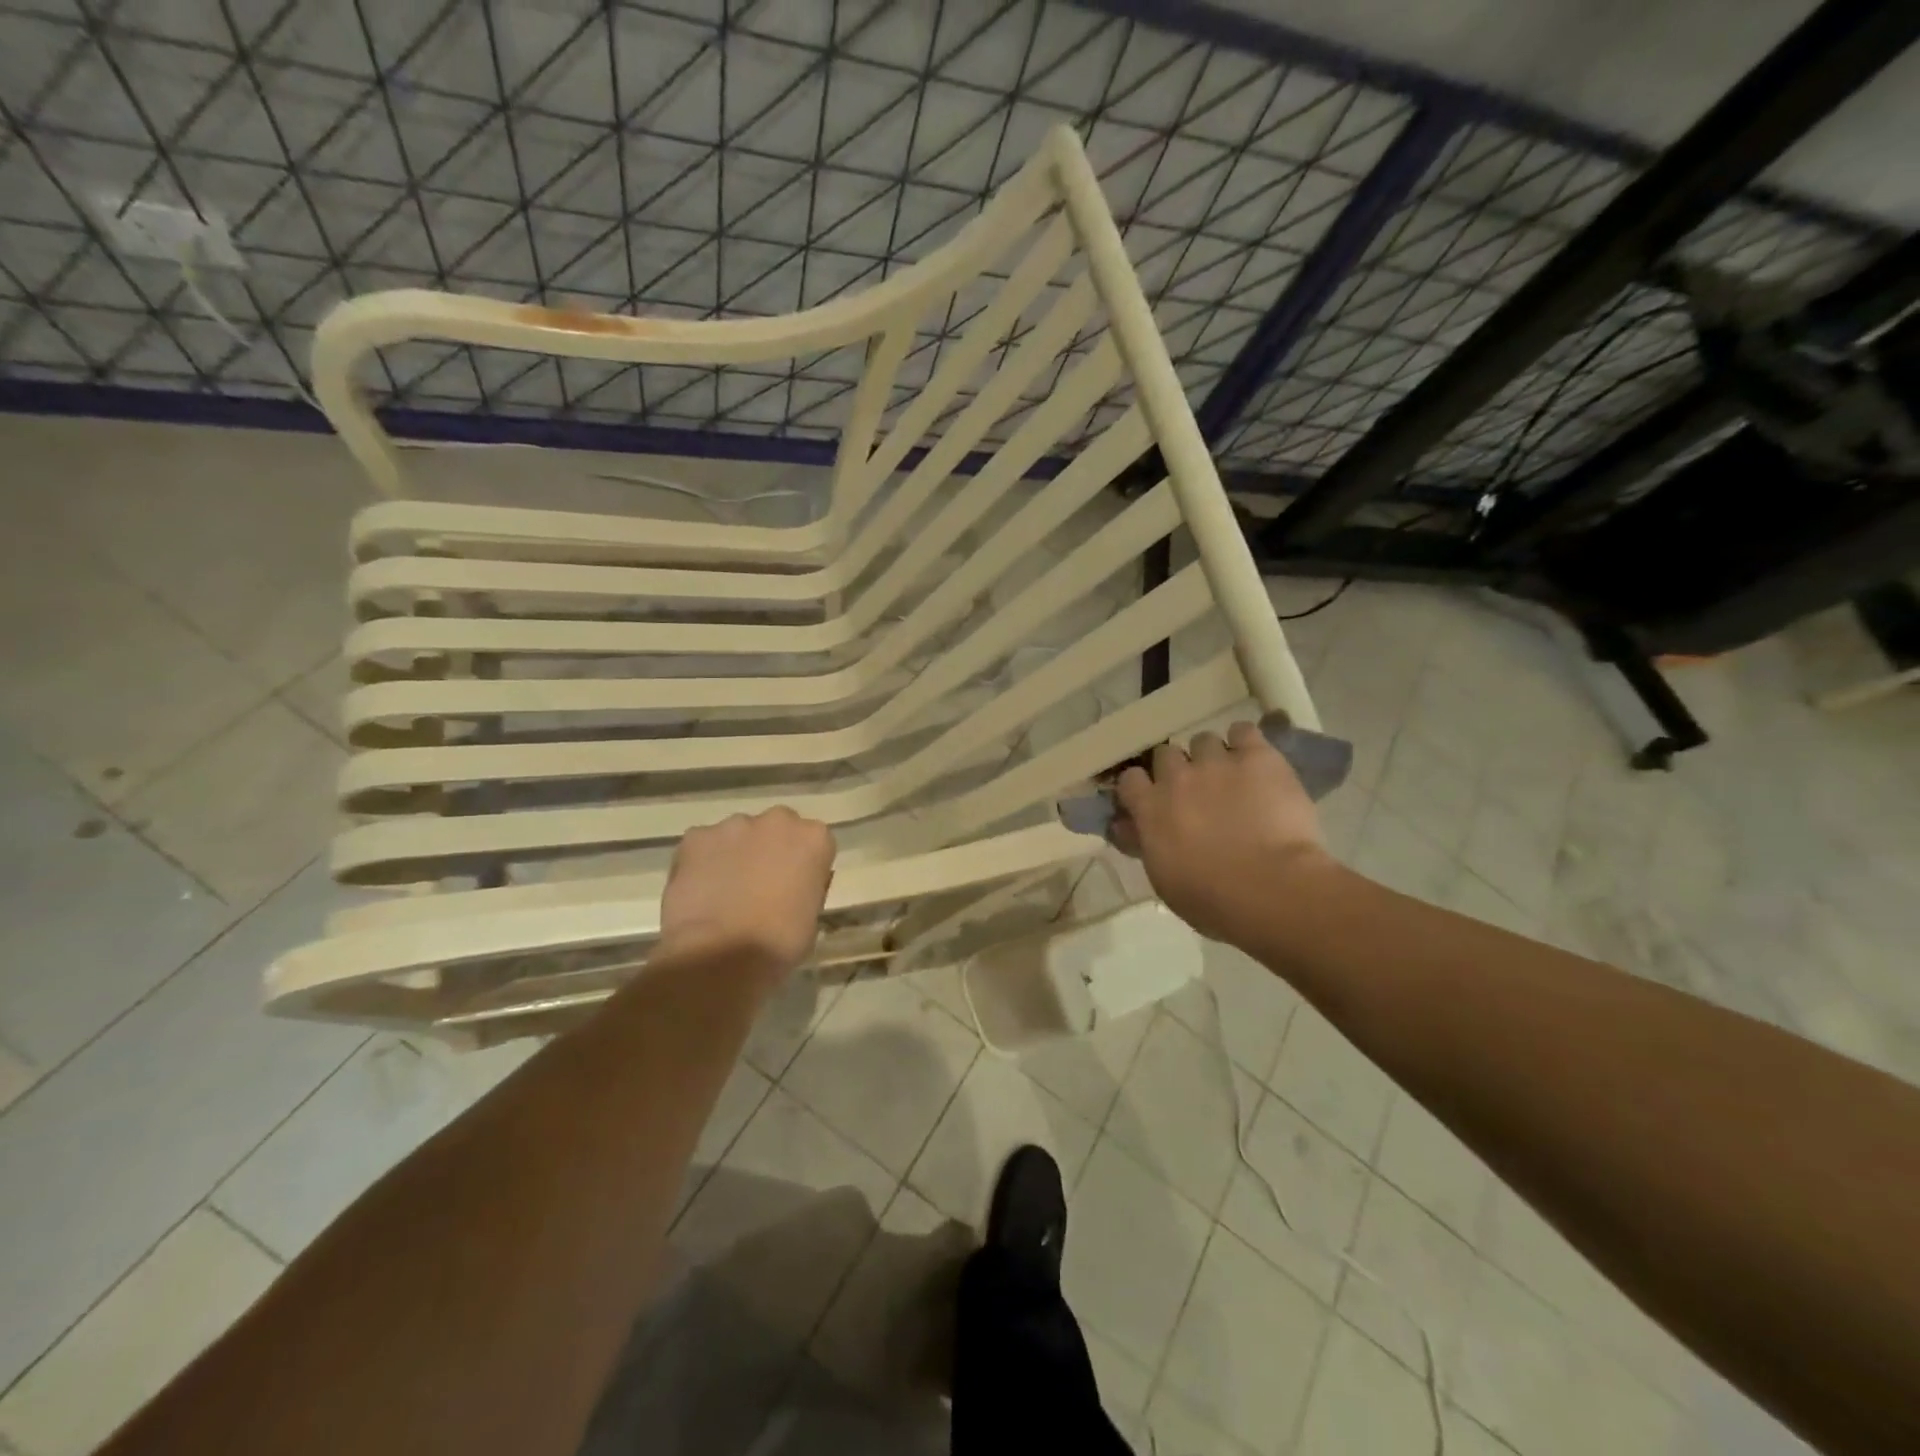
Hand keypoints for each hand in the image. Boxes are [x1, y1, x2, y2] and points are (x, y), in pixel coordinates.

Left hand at [657, 808, 835, 982]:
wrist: (719, 956)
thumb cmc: (778, 944)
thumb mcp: (811, 917)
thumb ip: (804, 888)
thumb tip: (790, 887)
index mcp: (814, 838)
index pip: (814, 842)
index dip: (802, 865)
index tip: (793, 887)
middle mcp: (778, 820)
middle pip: (777, 828)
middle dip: (769, 849)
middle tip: (759, 886)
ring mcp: (734, 825)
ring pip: (737, 835)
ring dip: (735, 854)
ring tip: (723, 893)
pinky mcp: (696, 836)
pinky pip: (702, 845)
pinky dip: (701, 863)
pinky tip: (699, 892)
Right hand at [1112, 720, 1337, 946]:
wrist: (1270, 889)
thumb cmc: (1212, 899)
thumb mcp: (1163, 878)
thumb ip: (1145, 844)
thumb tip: (1128, 828)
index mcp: (1149, 808)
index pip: (1130, 779)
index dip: (1141, 787)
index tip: (1153, 800)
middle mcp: (1177, 777)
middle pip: (1166, 754)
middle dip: (1178, 769)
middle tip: (1196, 792)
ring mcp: (1217, 762)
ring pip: (1204, 741)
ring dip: (1213, 757)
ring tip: (1231, 778)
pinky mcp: (1257, 756)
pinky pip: (1243, 731)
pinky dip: (1246, 743)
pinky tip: (1255, 761)